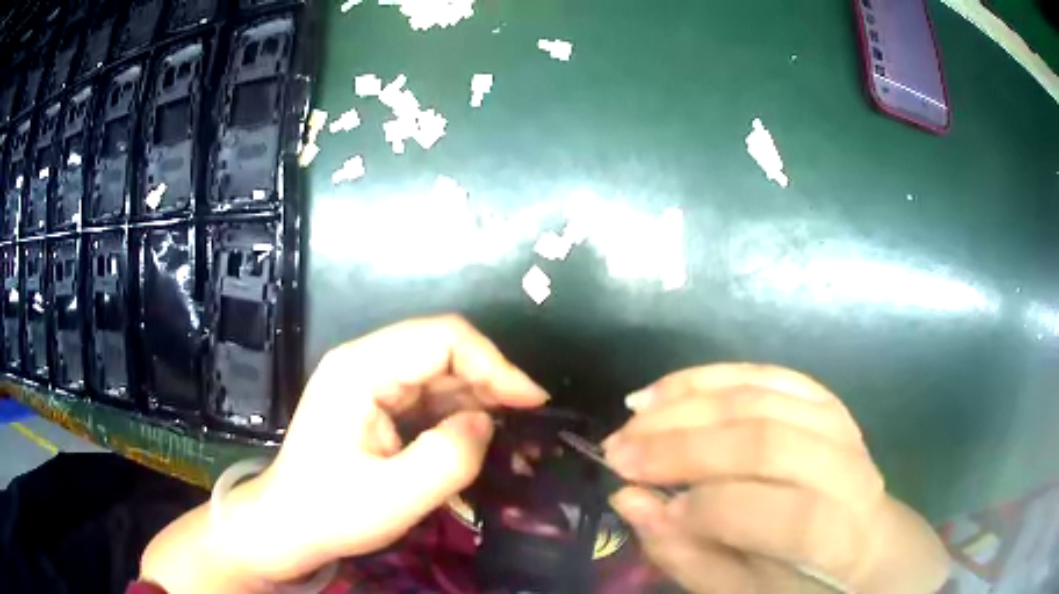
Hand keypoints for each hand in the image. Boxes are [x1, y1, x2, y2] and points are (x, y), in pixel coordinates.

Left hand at [141, 315, 548, 590]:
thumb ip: (449, 458)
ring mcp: (366, 378)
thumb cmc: (331, 512)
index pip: (441, 339)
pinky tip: (474, 432)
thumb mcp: (394, 497)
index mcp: (360, 369)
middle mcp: (363, 361)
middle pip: (440, 347)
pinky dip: (457, 408)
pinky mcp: (373, 399)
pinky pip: (426, 391)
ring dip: (476, 393)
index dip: (494, 364)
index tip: (531, 401)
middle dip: (489, 377)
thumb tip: (486, 423)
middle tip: (526, 416)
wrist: (287, 524)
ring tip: (509, 426)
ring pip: (437, 368)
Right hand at [602, 364, 948, 593]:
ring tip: (632, 419)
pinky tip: (666, 390)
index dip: (714, 512)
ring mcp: (838, 423)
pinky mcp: (820, 398)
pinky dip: (710, 377)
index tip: (645, 506)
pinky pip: (764, 373)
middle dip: (684, 446)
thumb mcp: (746, 590)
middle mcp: (851, 467)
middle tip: (618, 454)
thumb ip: (691, 555)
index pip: (787, 515)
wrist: (864, 535)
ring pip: (761, 396)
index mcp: (845, 533)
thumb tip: (631, 502)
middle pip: (767, 441)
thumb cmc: (803, 576)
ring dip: (687, 403)